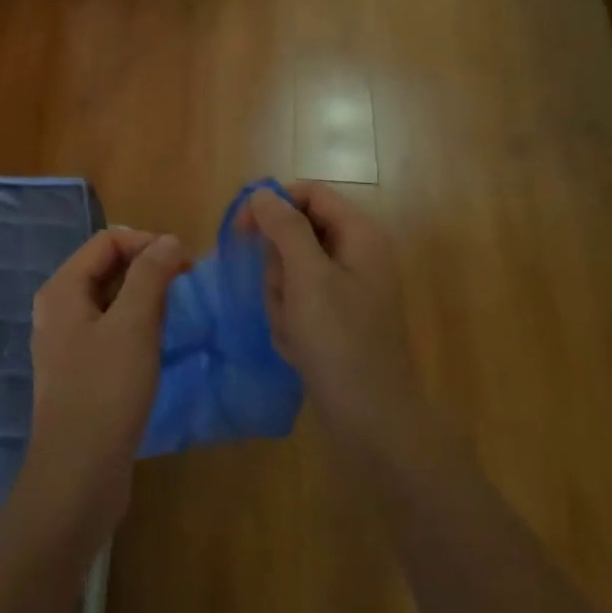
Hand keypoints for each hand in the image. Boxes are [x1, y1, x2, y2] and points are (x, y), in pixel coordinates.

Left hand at [20, 229, 186, 543]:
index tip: (186, 264)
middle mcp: (59, 309)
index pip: (108, 240)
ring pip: (112, 300)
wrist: (78, 477)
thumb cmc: (105, 392)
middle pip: (107, 267)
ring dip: (146, 297)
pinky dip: (138, 326)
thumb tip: (169, 241)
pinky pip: (112, 330)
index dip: (148, 242)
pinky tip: (161, 343)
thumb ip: (151, 275)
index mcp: (62, 290)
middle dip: (148, 268)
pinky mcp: (81, 371)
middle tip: (186, 285)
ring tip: (179, 312)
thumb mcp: (134, 325)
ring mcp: (67, 342)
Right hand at [242, 183, 427, 459]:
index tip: (240, 229)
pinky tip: (297, 345)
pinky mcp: (338, 316)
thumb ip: (284, 227)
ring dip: (281, 296)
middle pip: (297, 233)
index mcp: (359, 234)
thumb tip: (263, 192)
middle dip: (278, 265)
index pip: (309, 193)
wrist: (371, 420)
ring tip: (292, 328)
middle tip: (283, 296)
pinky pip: (299, 299)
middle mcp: (357, 253)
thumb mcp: (307, 277)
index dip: (272, 204)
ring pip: (293, 269)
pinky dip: (290, 318)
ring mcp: (348, 287)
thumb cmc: (339, 341)